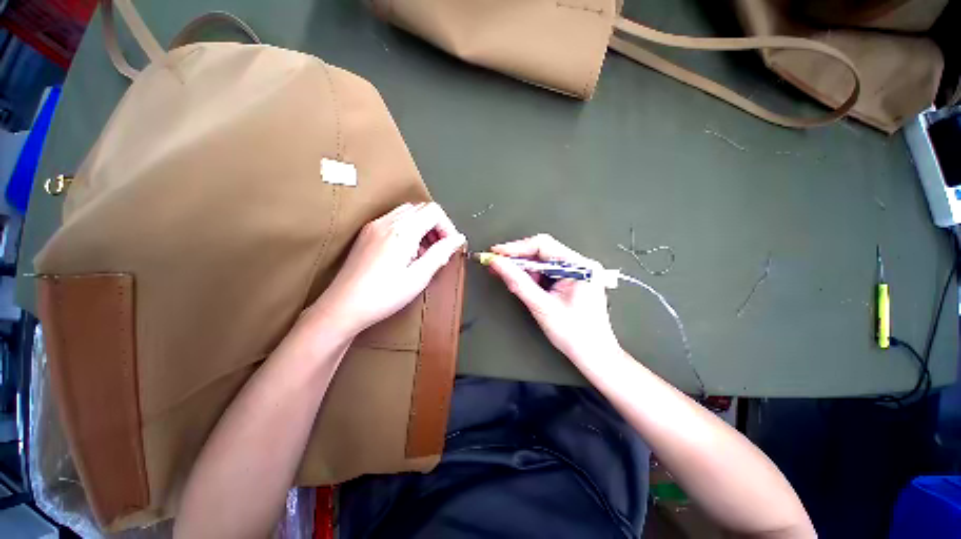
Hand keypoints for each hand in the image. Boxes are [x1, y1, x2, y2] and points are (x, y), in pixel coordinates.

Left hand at [305, 202, 465, 338]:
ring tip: (424, 253)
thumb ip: (441, 253)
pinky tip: (407, 253)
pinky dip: (408, 230)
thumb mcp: (419, 277)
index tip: (450, 246)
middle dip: (436, 226)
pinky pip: (394, 221)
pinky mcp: (367, 234)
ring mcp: (374, 226)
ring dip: (423, 227)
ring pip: (408, 213)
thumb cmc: (383, 295)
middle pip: (421, 209)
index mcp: (402, 231)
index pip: (434, 211)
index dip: (448, 226)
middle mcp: (387, 222)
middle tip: (439, 250)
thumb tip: (458, 239)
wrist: (343, 307)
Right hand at [488, 234, 619, 361]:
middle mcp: (580, 264)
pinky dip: (531, 276)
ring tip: (505, 274)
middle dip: (517, 258)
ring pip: (542, 261)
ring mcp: (576, 272)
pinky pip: (546, 271)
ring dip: (522, 268)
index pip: (542, 245)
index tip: (497, 253)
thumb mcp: (542, 307)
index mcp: (580, 266)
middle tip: (496, 264)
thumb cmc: (576, 335)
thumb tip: (499, 264)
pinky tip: (519, 281)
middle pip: (541, 251)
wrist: (593, 354)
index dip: (516, 248)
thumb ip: (518, 282)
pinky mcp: (571, 280)